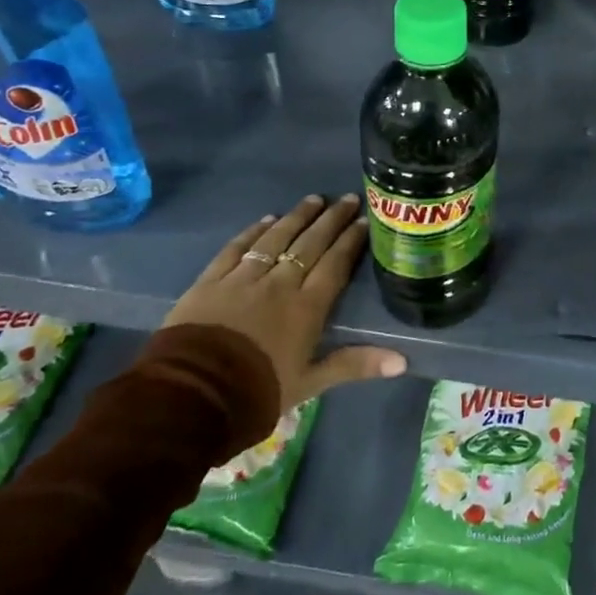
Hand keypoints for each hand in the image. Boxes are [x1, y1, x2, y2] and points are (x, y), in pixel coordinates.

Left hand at [163, 194, 405, 411]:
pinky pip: (237, 248)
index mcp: (307, 307)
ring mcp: (243, 278)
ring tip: (313, 199)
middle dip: (331, 220)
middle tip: (347, 199)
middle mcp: (280, 283)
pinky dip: (253, 232)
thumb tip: (403, 361)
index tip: (364, 220)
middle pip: (310, 244)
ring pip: (276, 238)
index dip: (350, 241)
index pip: (335, 264)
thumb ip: (355, 365)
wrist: (192, 396)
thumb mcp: (310, 383)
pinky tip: (266, 220)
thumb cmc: (257, 392)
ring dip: (297, 217)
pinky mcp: (211, 281)